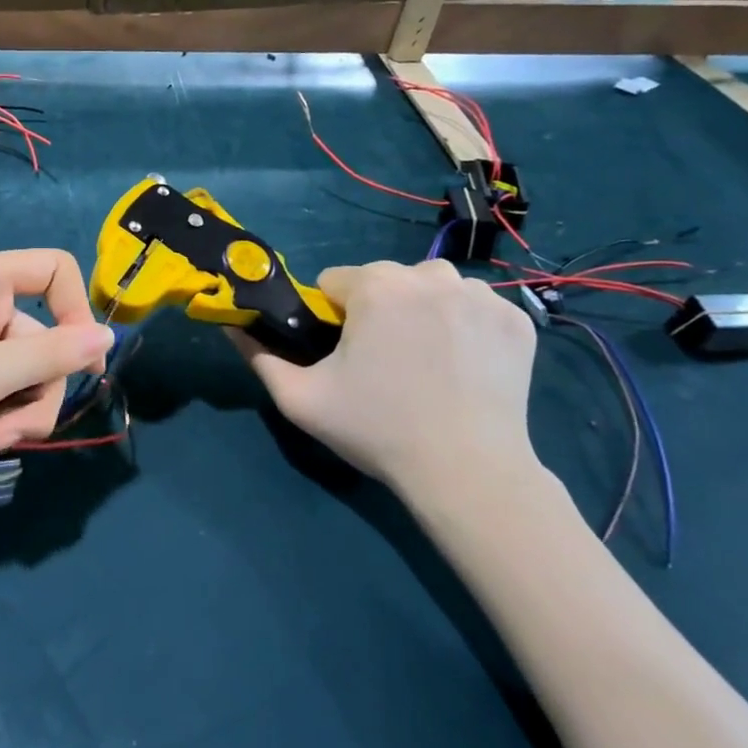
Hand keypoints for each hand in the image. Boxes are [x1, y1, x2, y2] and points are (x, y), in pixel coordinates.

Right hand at [239, 259, 539, 498]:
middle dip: (376, 311)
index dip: (330, 318)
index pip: (335, 282)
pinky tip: (463, 365)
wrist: (468, 472)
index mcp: (376, 285)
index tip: (342, 355)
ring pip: (430, 289)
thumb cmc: (377, 430)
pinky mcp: (516, 319)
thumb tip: (231, 325)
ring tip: (425, 363)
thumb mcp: (300, 399)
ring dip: (421, 312)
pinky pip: (473, 307)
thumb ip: (259, 356)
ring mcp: (481, 294)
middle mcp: (430, 275)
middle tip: (383, 365)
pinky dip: (464, 326)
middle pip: (384, 281)